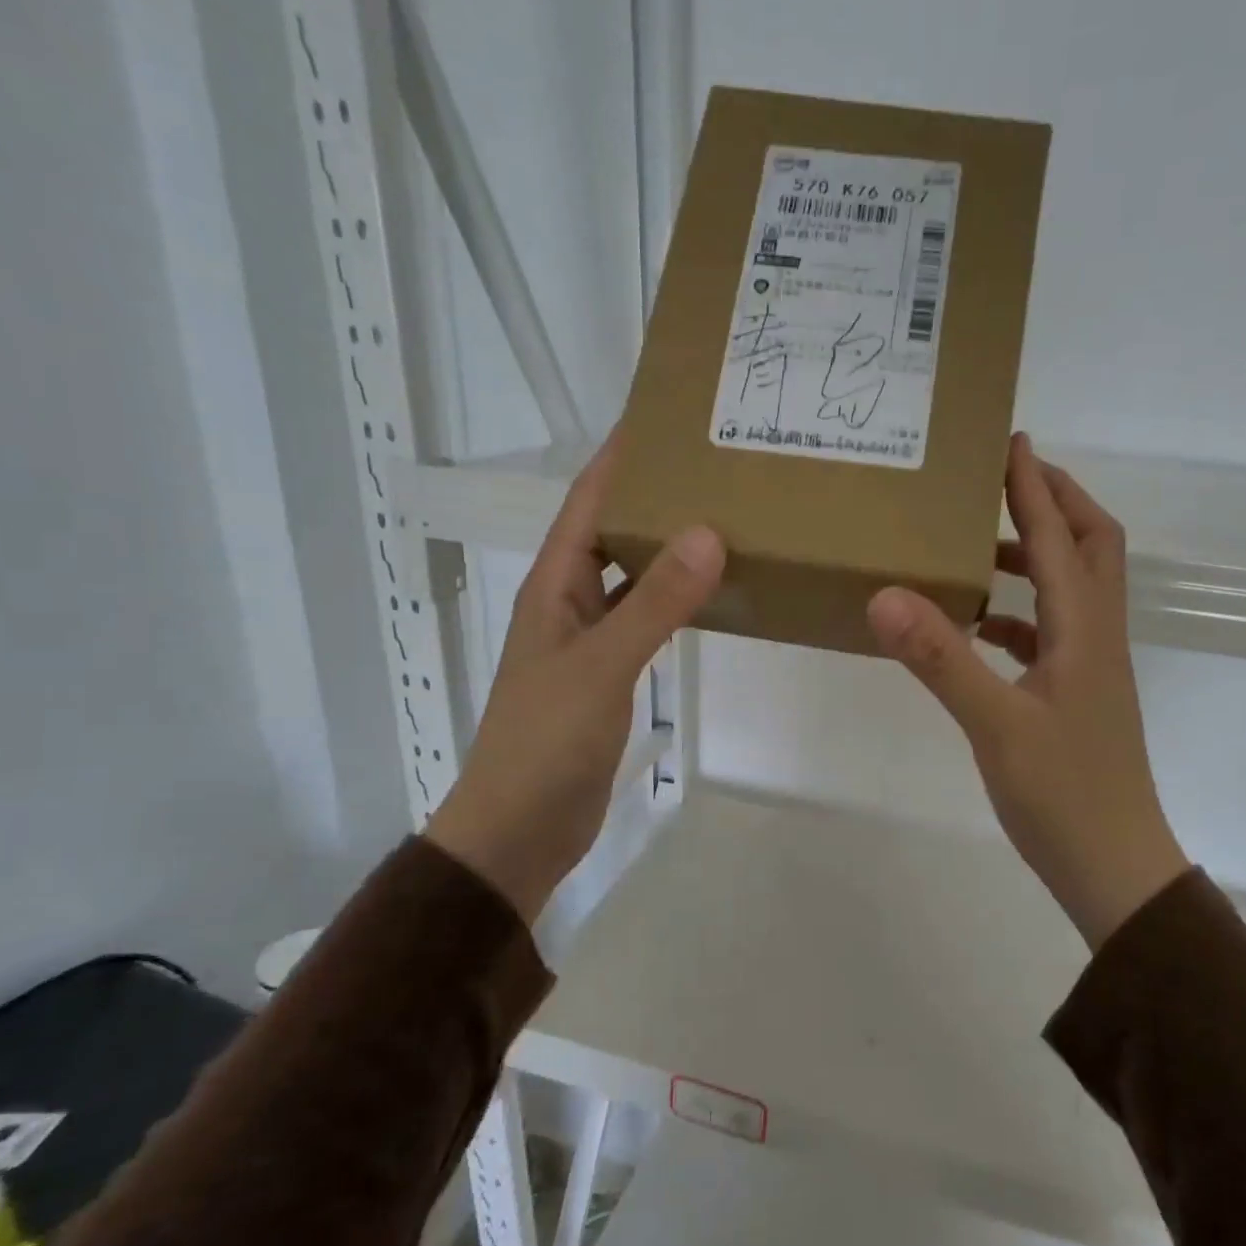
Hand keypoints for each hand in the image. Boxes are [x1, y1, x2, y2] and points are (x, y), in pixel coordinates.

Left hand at [426, 434, 724, 921]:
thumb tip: (708, 534)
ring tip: (725, 517)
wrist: (520, 828)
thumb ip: (654, 603)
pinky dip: (676, 600)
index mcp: (554, 585)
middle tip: (716, 465)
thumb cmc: (546, 742)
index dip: (621, 457)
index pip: (588, 501)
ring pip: (634, 576)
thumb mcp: (601, 666)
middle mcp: (569, 601)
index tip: (665, 417)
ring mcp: (590, 639)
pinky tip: (711, 592)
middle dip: (656, 495)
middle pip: (613, 531)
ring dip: (669, 548)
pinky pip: (647, 619)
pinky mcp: (610, 673)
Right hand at [867, 433, 1187, 948]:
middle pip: (1092, 548)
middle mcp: (1096, 637)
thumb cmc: (1062, 796)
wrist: (1113, 867)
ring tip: (982, 544)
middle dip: (1055, 504)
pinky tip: (982, 625)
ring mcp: (1090, 668)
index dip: (1035, 486)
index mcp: (1084, 631)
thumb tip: (886, 595)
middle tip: (1006, 480)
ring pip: (1073, 589)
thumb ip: (941, 659)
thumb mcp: (995, 726)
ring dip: (1038, 555)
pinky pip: (1052, 632)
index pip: (1062, 537)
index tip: (1011, 440)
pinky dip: (1021, 612)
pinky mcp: (1077, 696)